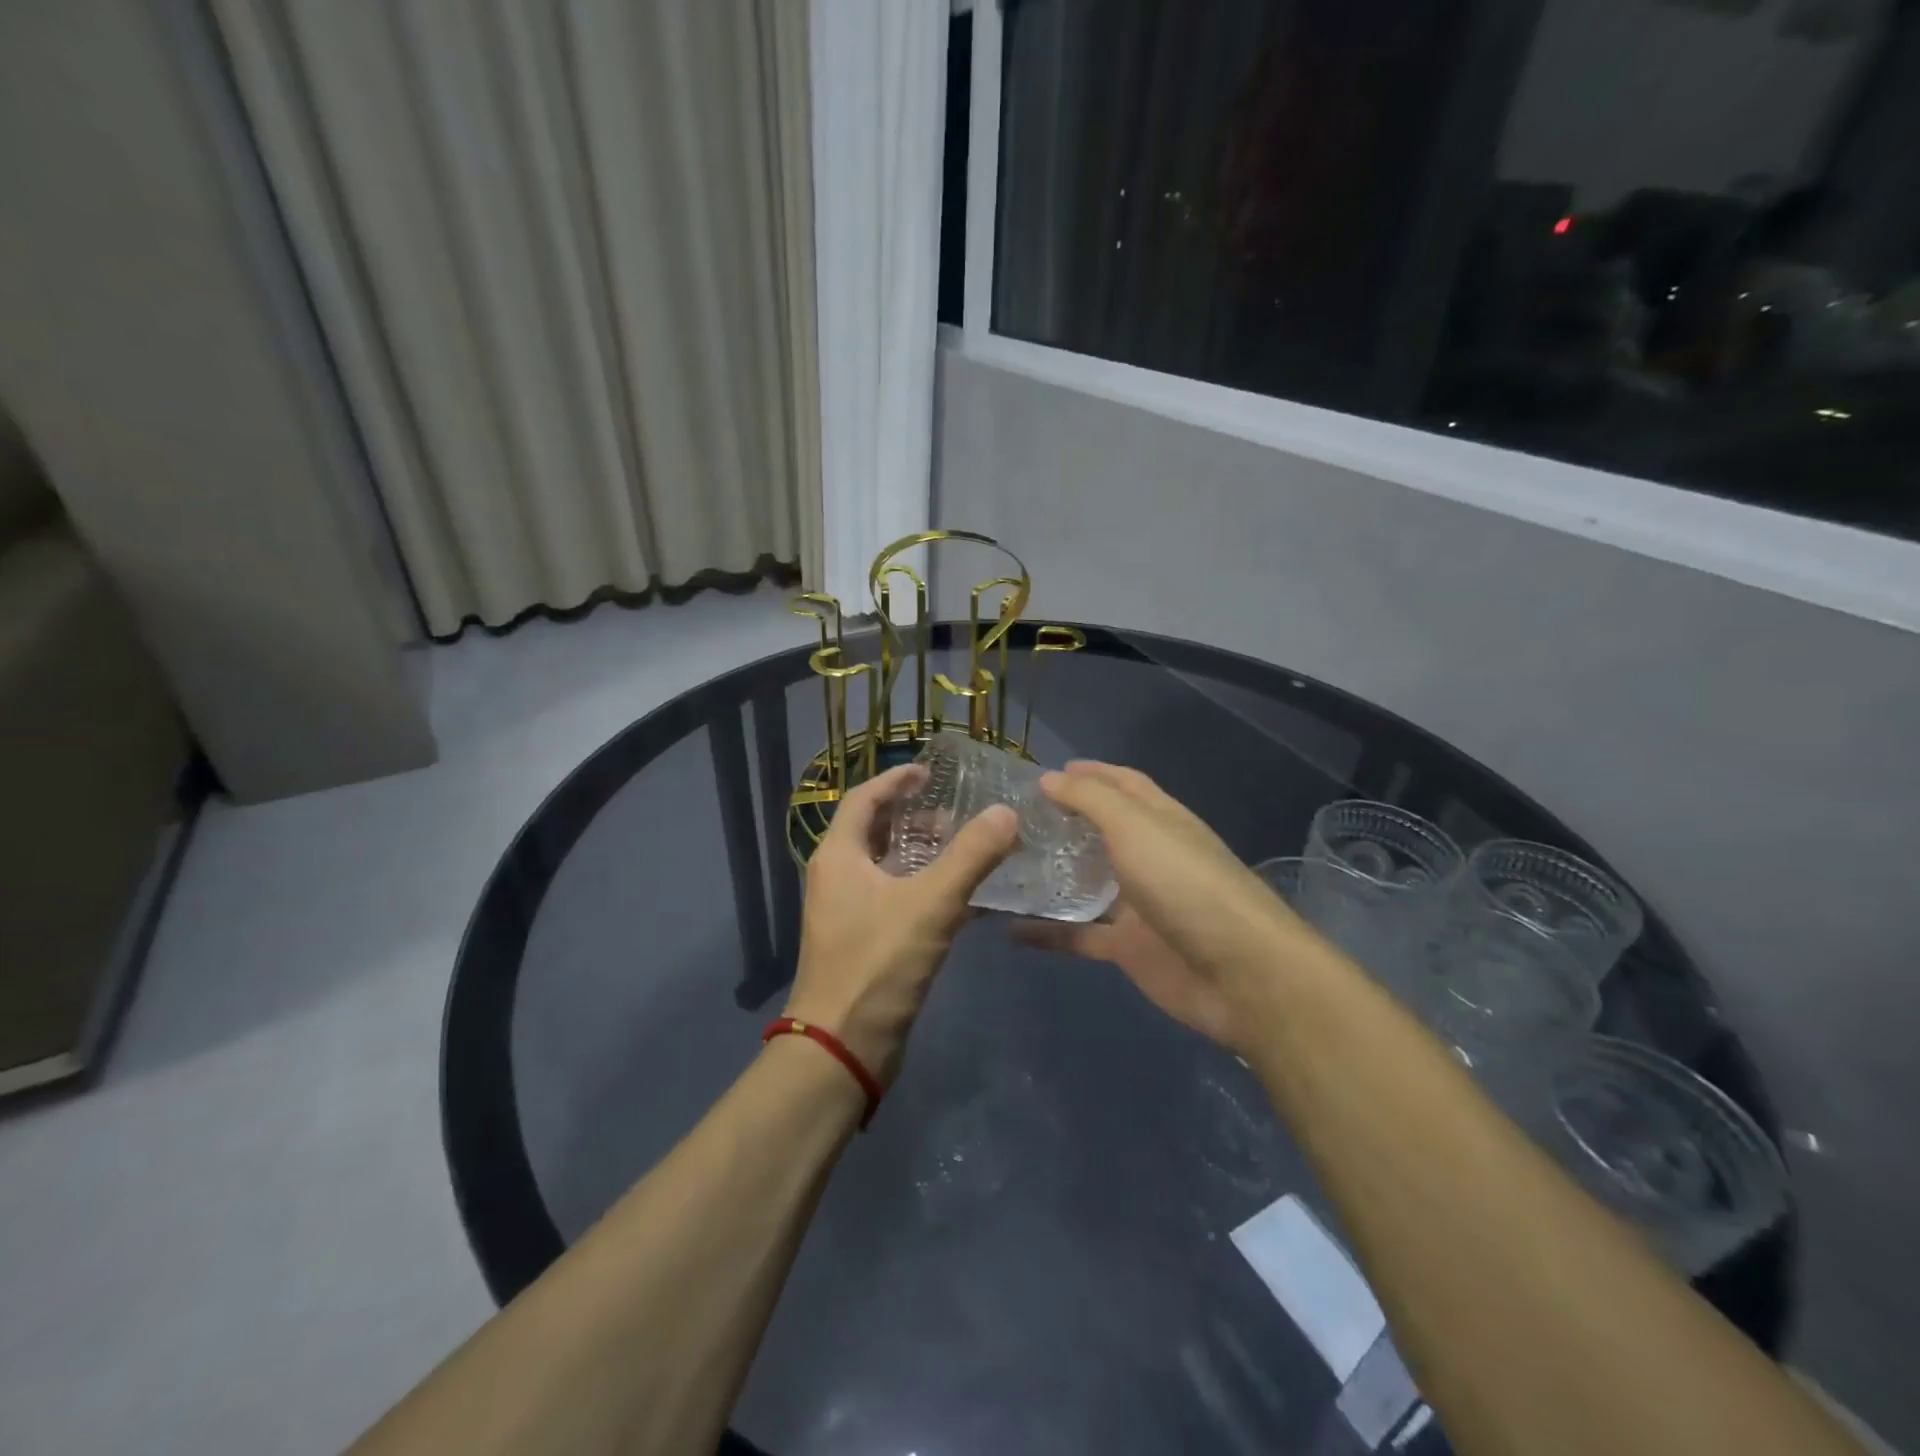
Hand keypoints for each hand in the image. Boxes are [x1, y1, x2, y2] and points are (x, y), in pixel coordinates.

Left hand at [784, 763, 1018, 1083]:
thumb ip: (970, 856)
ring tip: (966, 850)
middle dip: (915, 818)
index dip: (896, 780)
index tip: (930, 772)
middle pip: (875, 830)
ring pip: (888, 867)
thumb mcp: (930, 904)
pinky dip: (927, 889)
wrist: (844, 1046)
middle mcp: (838, 877)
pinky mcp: (865, 941)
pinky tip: (965, 898)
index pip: (864, 798)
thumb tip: (1006, 812)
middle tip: (957, 814)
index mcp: (839, 855)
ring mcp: (849, 911)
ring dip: (924, 854)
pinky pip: (898, 899)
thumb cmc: (877, 964)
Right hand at [1017, 762, 1308, 1053]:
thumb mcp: (1136, 827)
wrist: (1238, 973)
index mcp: (1159, 820)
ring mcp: (1138, 904)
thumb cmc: (1185, 883)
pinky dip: (1048, 933)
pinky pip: (1079, 936)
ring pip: (1085, 884)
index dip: (1089, 774)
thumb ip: (1091, 800)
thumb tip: (1050, 778)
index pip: (1122, 784)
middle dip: (1062, 823)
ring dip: (1050, 875)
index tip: (1045, 773)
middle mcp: (1149, 856)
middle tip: (1011, 820)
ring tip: (1002, 865)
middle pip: (1101, 833)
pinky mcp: (1128, 947)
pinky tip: (1008, 928)